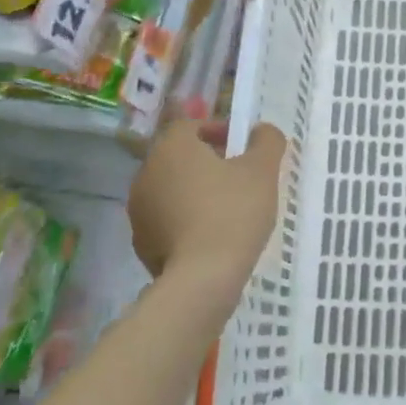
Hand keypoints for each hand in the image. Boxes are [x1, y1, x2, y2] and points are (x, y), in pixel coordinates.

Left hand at [130, 120, 286, 304]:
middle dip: (206, 161)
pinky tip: (209, 236)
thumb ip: (266, 141)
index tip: (240, 148)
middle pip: (179, 157)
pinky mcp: (140, 242)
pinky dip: (184, 220)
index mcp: (172, 147)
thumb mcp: (262, 171)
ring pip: (171, 189)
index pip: (190, 125)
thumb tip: (262, 130)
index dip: (217, 130)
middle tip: (237, 177)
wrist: (201, 279)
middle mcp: (147, 172)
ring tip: (225, 209)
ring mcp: (138, 209)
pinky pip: (166, 220)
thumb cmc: (232, 212)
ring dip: (194, 191)